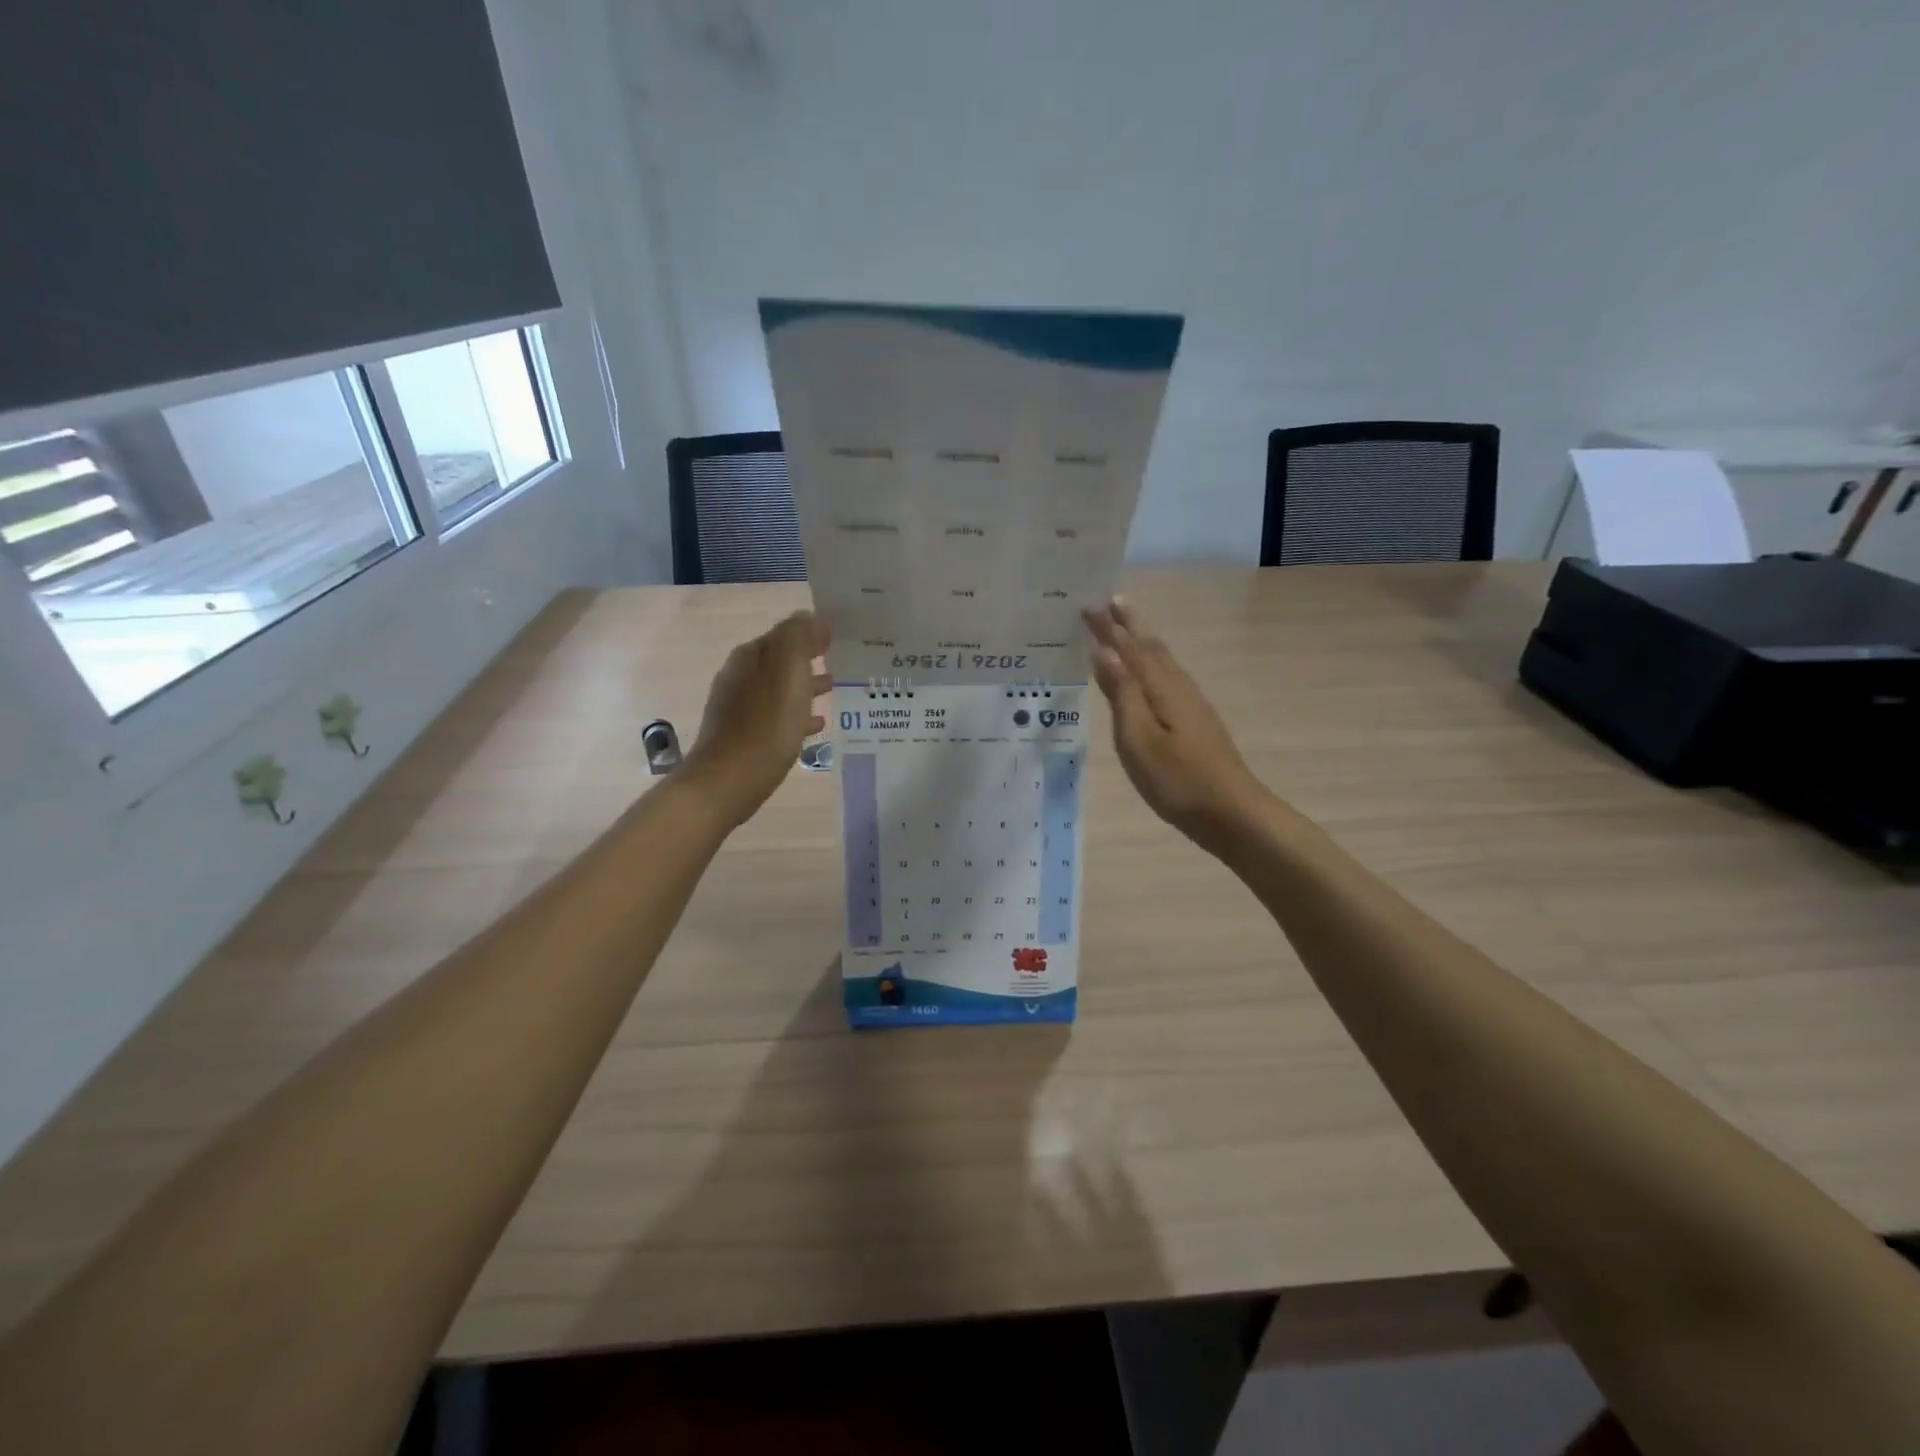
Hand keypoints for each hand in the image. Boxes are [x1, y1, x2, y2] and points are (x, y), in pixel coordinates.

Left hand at [684, 611, 830, 826]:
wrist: (727, 782)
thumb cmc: (764, 726)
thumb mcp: (788, 673)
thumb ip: (800, 638)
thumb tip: (814, 617)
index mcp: (752, 656)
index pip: (787, 632)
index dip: (814, 632)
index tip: (845, 636)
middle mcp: (741, 675)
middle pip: (783, 659)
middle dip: (812, 658)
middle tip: (848, 662)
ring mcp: (740, 706)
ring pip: (782, 687)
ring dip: (807, 685)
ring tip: (837, 689)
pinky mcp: (744, 734)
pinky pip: (778, 715)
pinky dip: (798, 713)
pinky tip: (816, 725)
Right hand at [1085, 598, 1267, 844]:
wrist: (1232, 813)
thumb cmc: (1177, 780)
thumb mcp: (1138, 739)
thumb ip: (1122, 693)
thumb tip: (1104, 650)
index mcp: (1161, 689)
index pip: (1129, 649)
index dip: (1109, 628)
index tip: (1088, 605)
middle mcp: (1179, 688)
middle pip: (1151, 648)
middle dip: (1129, 625)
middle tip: (1110, 602)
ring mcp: (1192, 705)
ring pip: (1164, 662)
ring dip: (1143, 641)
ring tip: (1127, 628)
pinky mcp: (1197, 722)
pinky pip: (1169, 678)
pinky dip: (1154, 664)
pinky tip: (1152, 676)